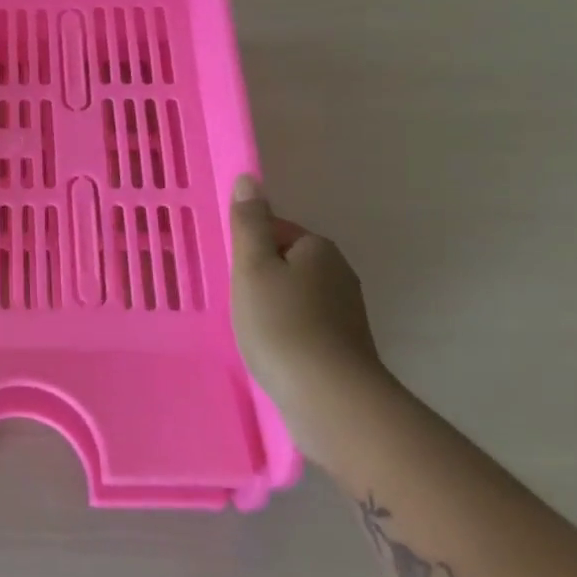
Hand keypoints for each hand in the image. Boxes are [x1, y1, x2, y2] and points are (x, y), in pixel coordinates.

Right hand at [229, 175, 395, 463]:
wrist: (329, 398)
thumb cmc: (281, 324)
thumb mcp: (252, 267)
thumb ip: (248, 223)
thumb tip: (249, 178)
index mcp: (318, 247)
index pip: (274, 230)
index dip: (247, 248)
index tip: (229, 273)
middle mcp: (339, 273)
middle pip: (286, 263)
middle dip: (259, 278)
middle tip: (233, 301)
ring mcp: (346, 312)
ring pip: (295, 296)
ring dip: (272, 307)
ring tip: (248, 330)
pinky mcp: (345, 346)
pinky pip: (305, 326)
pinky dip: (286, 333)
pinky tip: (270, 352)